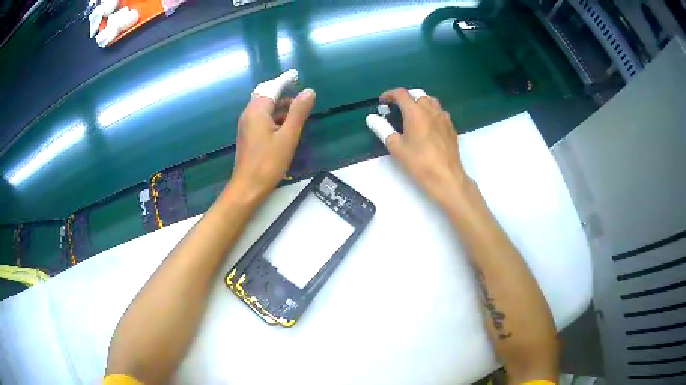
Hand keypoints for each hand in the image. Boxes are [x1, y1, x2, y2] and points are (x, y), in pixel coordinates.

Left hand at [229, 70, 315, 201]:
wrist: (248, 187)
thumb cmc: (268, 162)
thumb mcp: (288, 136)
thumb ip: (298, 112)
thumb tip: (309, 92)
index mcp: (257, 111)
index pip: (272, 87)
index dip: (285, 80)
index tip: (296, 74)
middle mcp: (249, 114)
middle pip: (265, 95)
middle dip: (280, 90)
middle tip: (297, 88)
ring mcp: (247, 125)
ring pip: (264, 107)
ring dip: (279, 104)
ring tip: (297, 108)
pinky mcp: (248, 135)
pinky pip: (261, 117)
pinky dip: (274, 115)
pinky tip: (285, 124)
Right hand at [366, 88, 469, 205]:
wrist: (446, 177)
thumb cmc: (419, 163)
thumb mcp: (396, 147)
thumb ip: (382, 129)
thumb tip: (371, 118)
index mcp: (415, 112)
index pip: (401, 94)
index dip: (389, 95)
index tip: (383, 103)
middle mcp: (430, 110)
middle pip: (418, 94)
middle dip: (406, 97)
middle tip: (397, 108)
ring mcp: (443, 118)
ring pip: (431, 101)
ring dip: (420, 102)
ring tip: (413, 114)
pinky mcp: (451, 127)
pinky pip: (440, 112)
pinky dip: (431, 112)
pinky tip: (428, 125)